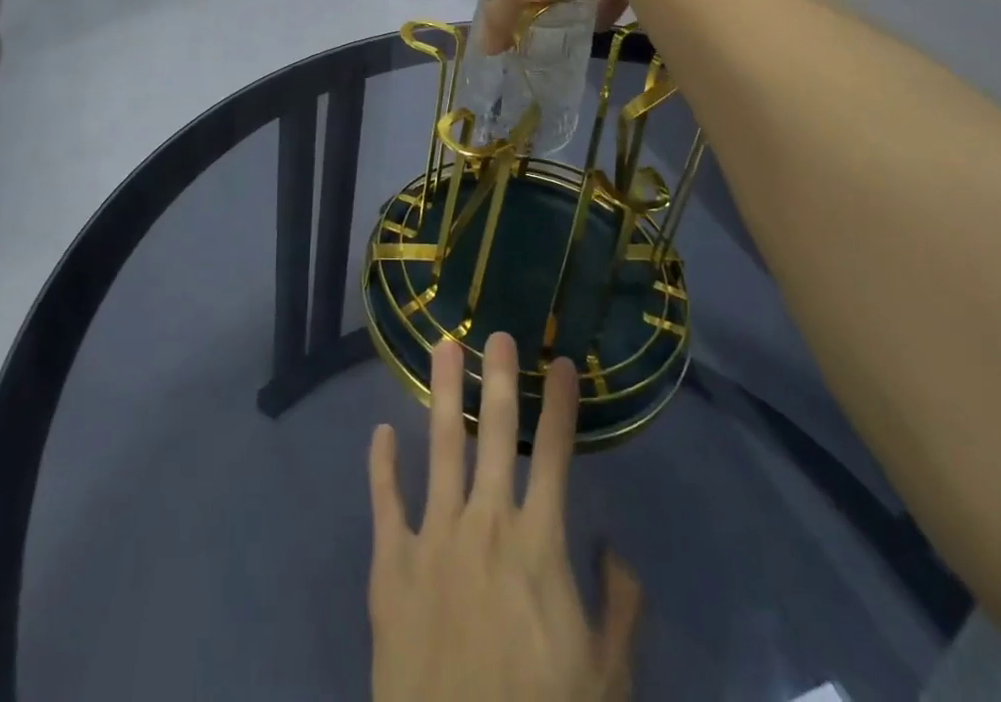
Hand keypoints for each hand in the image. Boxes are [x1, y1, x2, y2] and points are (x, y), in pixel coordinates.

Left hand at [367, 332, 641, 701]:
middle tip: (497, 332)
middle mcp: (486, 523)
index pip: (554, 456)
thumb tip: (616, 548)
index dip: (560, 406)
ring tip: (443, 346)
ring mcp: (433, 537)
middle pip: (495, 434)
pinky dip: (382, 465)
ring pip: (440, 446)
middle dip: (499, 379)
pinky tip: (381, 432)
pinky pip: (386, 502)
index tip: (560, 362)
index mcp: (539, 545)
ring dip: (445, 393)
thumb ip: (620, 609)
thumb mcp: (606, 678)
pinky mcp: (391, 564)